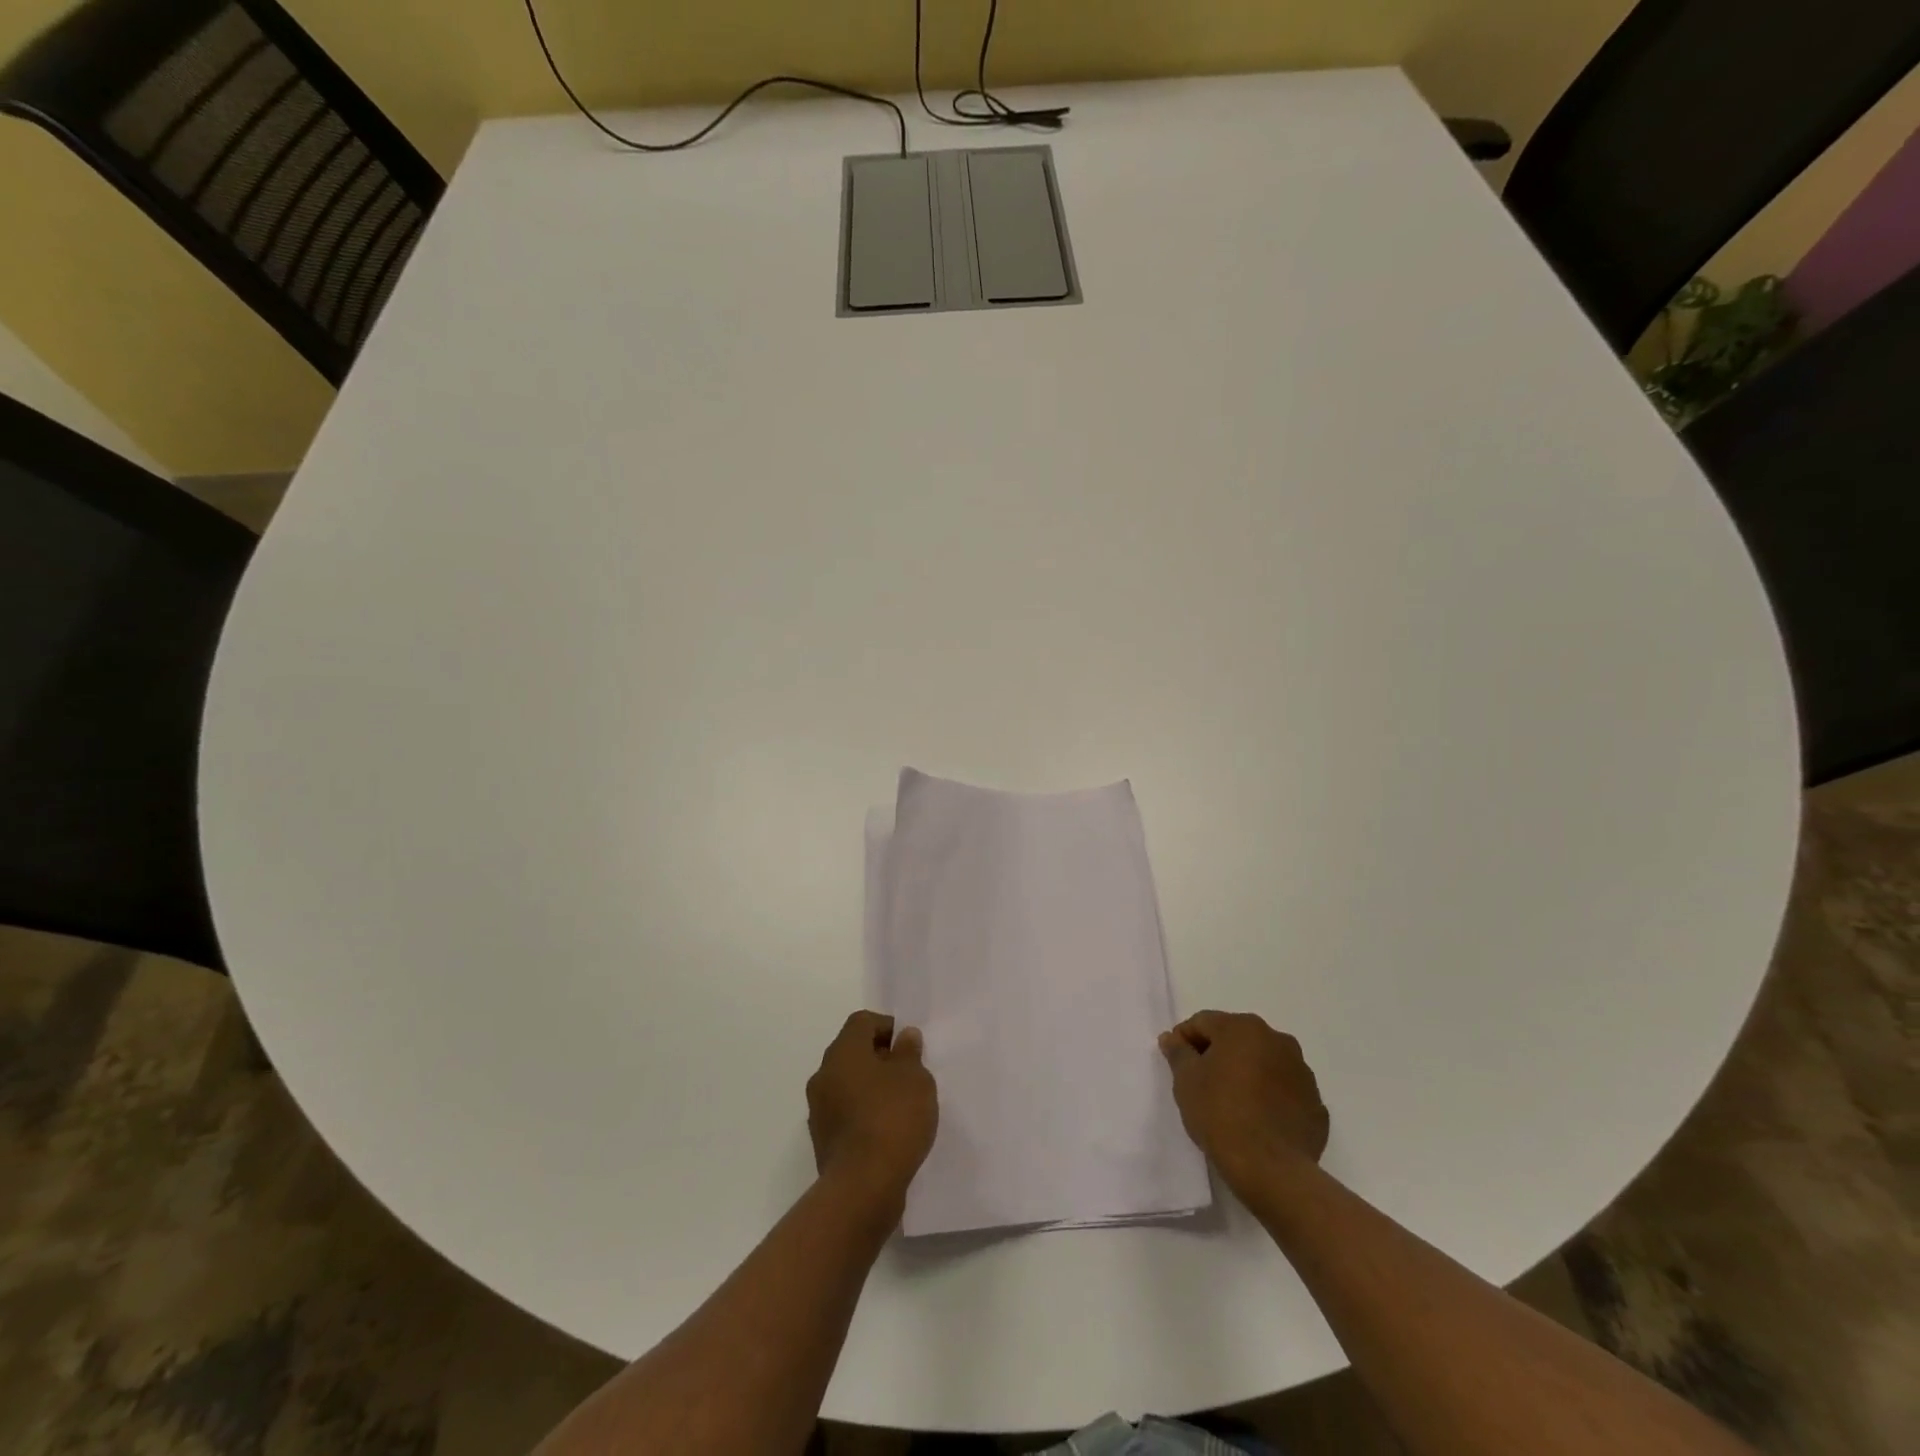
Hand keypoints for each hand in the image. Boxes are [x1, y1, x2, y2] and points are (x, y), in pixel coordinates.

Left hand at [807, 1011, 937, 1203]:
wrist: (862, 1187)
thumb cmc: (892, 1119)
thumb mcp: (915, 1079)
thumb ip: (909, 1053)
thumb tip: (904, 1037)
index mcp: (843, 1052)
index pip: (862, 1022)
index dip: (887, 1026)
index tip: (909, 1046)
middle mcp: (824, 1075)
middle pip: (852, 1052)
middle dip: (880, 1058)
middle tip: (909, 1074)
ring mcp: (819, 1110)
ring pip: (848, 1084)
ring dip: (871, 1087)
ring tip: (901, 1105)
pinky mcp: (822, 1140)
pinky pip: (845, 1113)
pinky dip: (864, 1113)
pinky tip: (888, 1131)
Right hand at [1160, 1010, 1328, 1196]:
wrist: (1271, 1169)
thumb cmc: (1220, 1114)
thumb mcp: (1186, 1080)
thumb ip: (1178, 1053)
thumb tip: (1173, 1039)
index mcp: (1244, 1028)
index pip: (1204, 1022)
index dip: (1184, 1039)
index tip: (1176, 1062)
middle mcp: (1278, 1040)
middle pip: (1237, 1038)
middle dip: (1218, 1054)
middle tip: (1200, 1081)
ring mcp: (1302, 1072)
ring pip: (1264, 1063)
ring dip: (1247, 1073)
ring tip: (1231, 1102)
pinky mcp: (1316, 1104)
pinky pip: (1284, 1091)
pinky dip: (1269, 1097)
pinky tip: (1257, 1120)